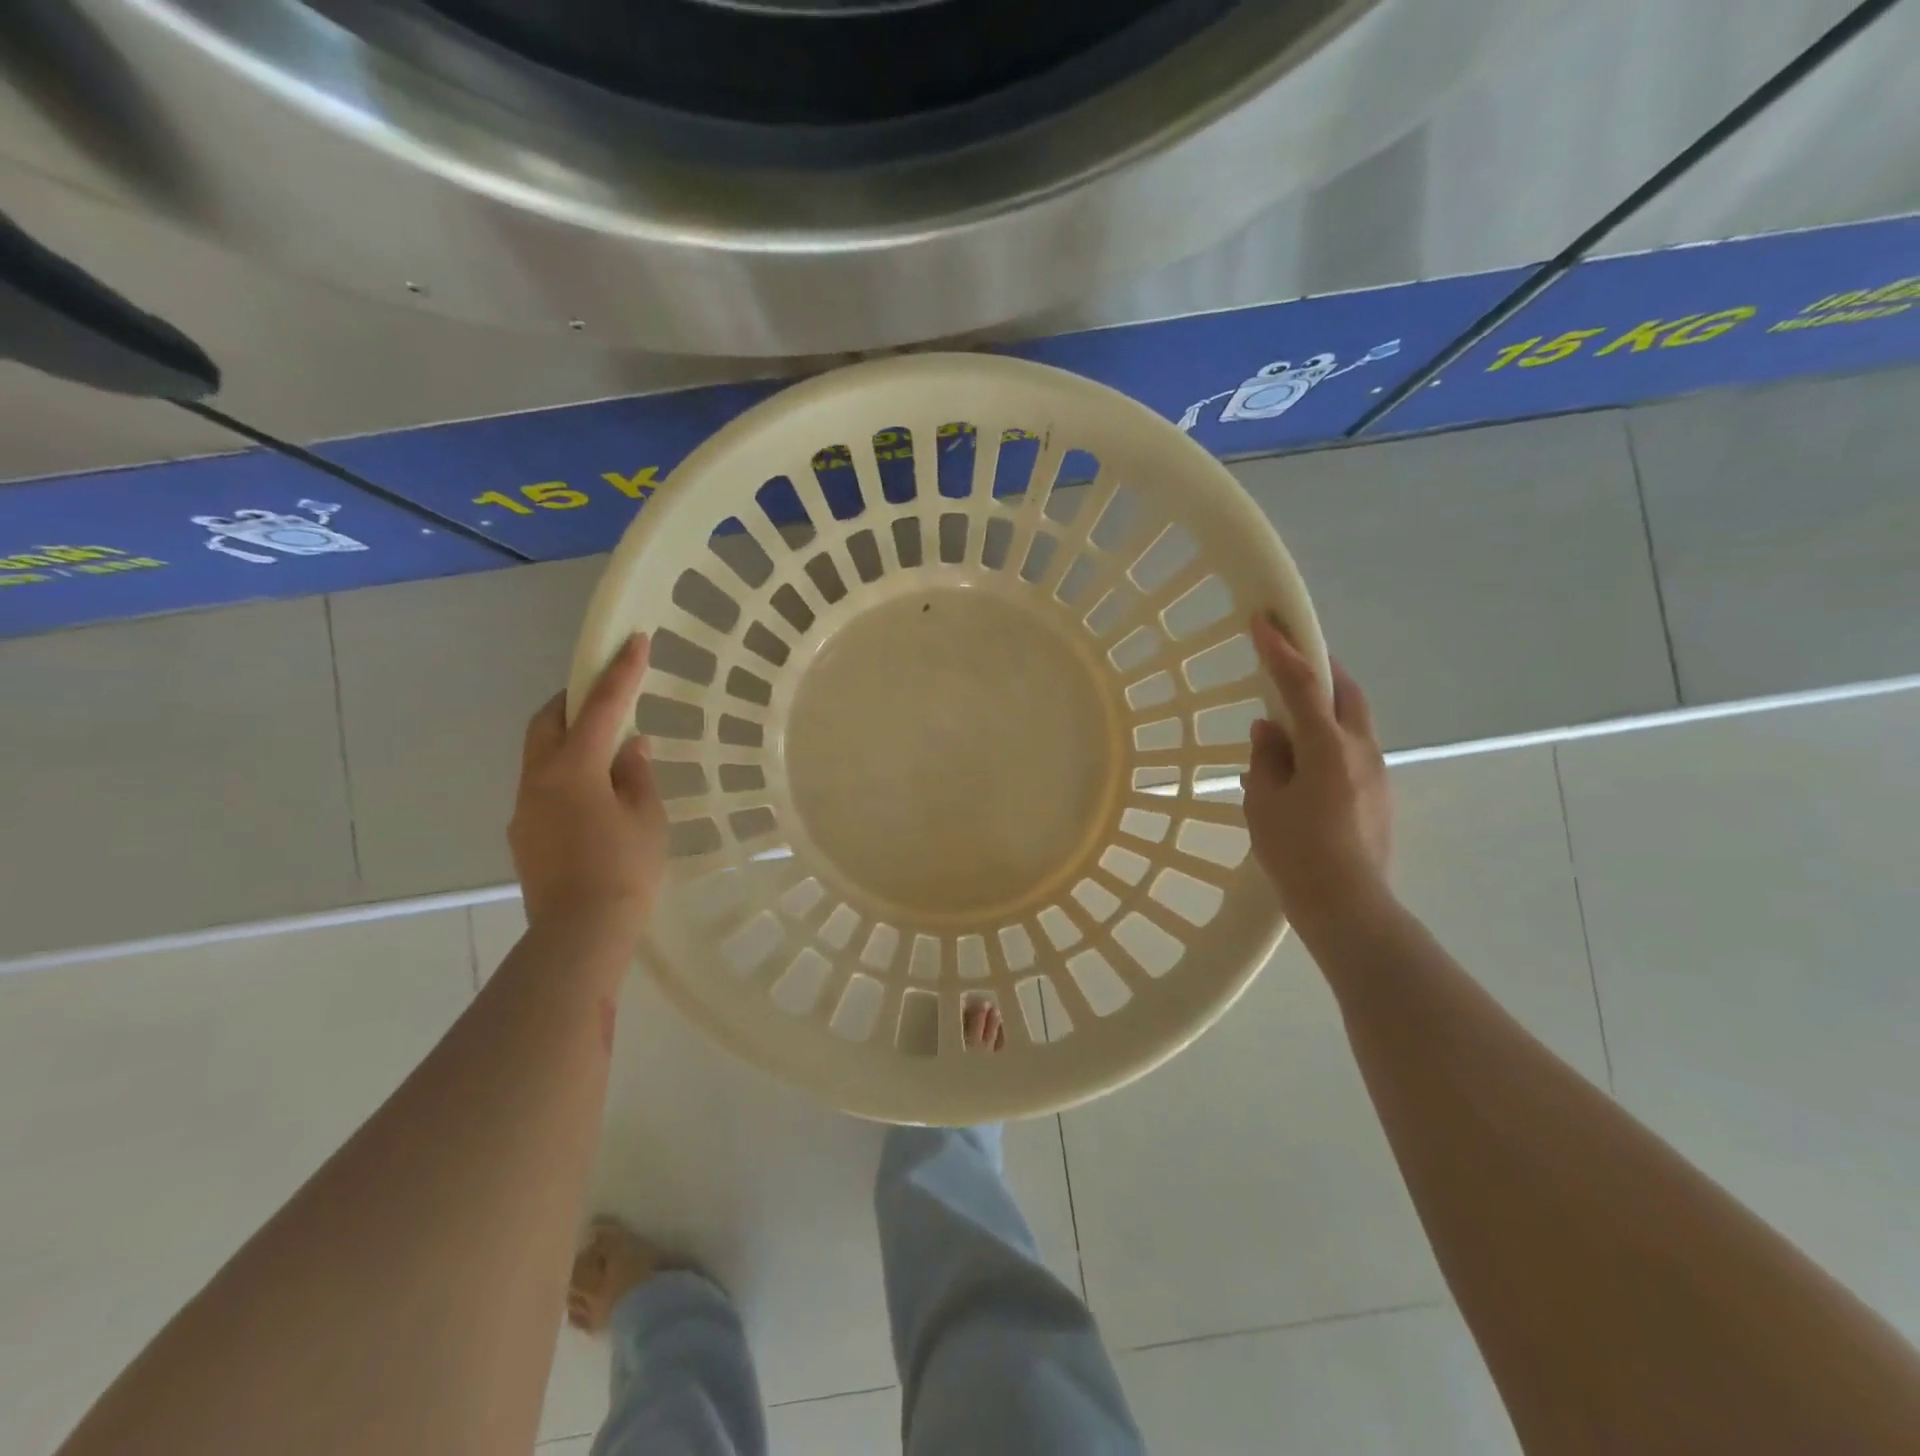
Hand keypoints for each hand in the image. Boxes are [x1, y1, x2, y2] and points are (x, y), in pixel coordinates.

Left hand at [510, 634, 667, 946]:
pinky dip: (566, 772)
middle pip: (548, 721)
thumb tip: (629, 747)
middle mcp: (539, 779)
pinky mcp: (524, 834)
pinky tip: (593, 796)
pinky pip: (542, 784)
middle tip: (604, 695)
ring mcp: (525, 807)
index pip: (601, 707)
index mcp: (574, 769)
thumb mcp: (647, 817)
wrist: (580, 933)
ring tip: (605, 749)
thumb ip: (637, 774)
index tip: (634, 640)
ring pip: (540, 753)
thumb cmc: (625, 869)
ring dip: (568, 738)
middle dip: (574, 699)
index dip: (621, 671)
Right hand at [1241, 615, 1392, 926]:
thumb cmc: (1297, 854)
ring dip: (1324, 704)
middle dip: (1318, 666)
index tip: (1263, 620)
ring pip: (1352, 719)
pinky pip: (1351, 748)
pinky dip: (1328, 736)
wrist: (1349, 907)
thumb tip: (1270, 729)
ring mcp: (1376, 772)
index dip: (1280, 650)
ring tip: (1290, 715)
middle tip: (1290, 656)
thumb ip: (1266, 759)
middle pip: (1344, 691)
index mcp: (1327, 748)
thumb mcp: (1264, 803)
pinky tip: (1303, 761)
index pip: (1302, 684)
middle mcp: (1360, 750)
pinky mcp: (1379, 793)